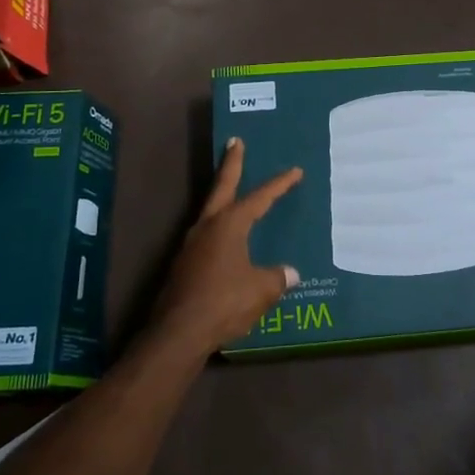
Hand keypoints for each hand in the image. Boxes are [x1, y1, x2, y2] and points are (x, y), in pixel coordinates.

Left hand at [152, 138, 303, 356]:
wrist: (179, 332)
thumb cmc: (224, 302)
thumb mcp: (261, 290)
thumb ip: (277, 277)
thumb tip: (290, 273)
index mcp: (229, 224)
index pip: (260, 198)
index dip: (279, 184)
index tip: (295, 171)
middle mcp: (207, 227)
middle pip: (222, 187)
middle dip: (231, 164)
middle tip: (235, 142)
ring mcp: (191, 245)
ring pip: (211, 212)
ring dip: (223, 198)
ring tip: (233, 194)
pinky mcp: (184, 266)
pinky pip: (207, 239)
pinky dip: (220, 230)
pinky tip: (227, 244)